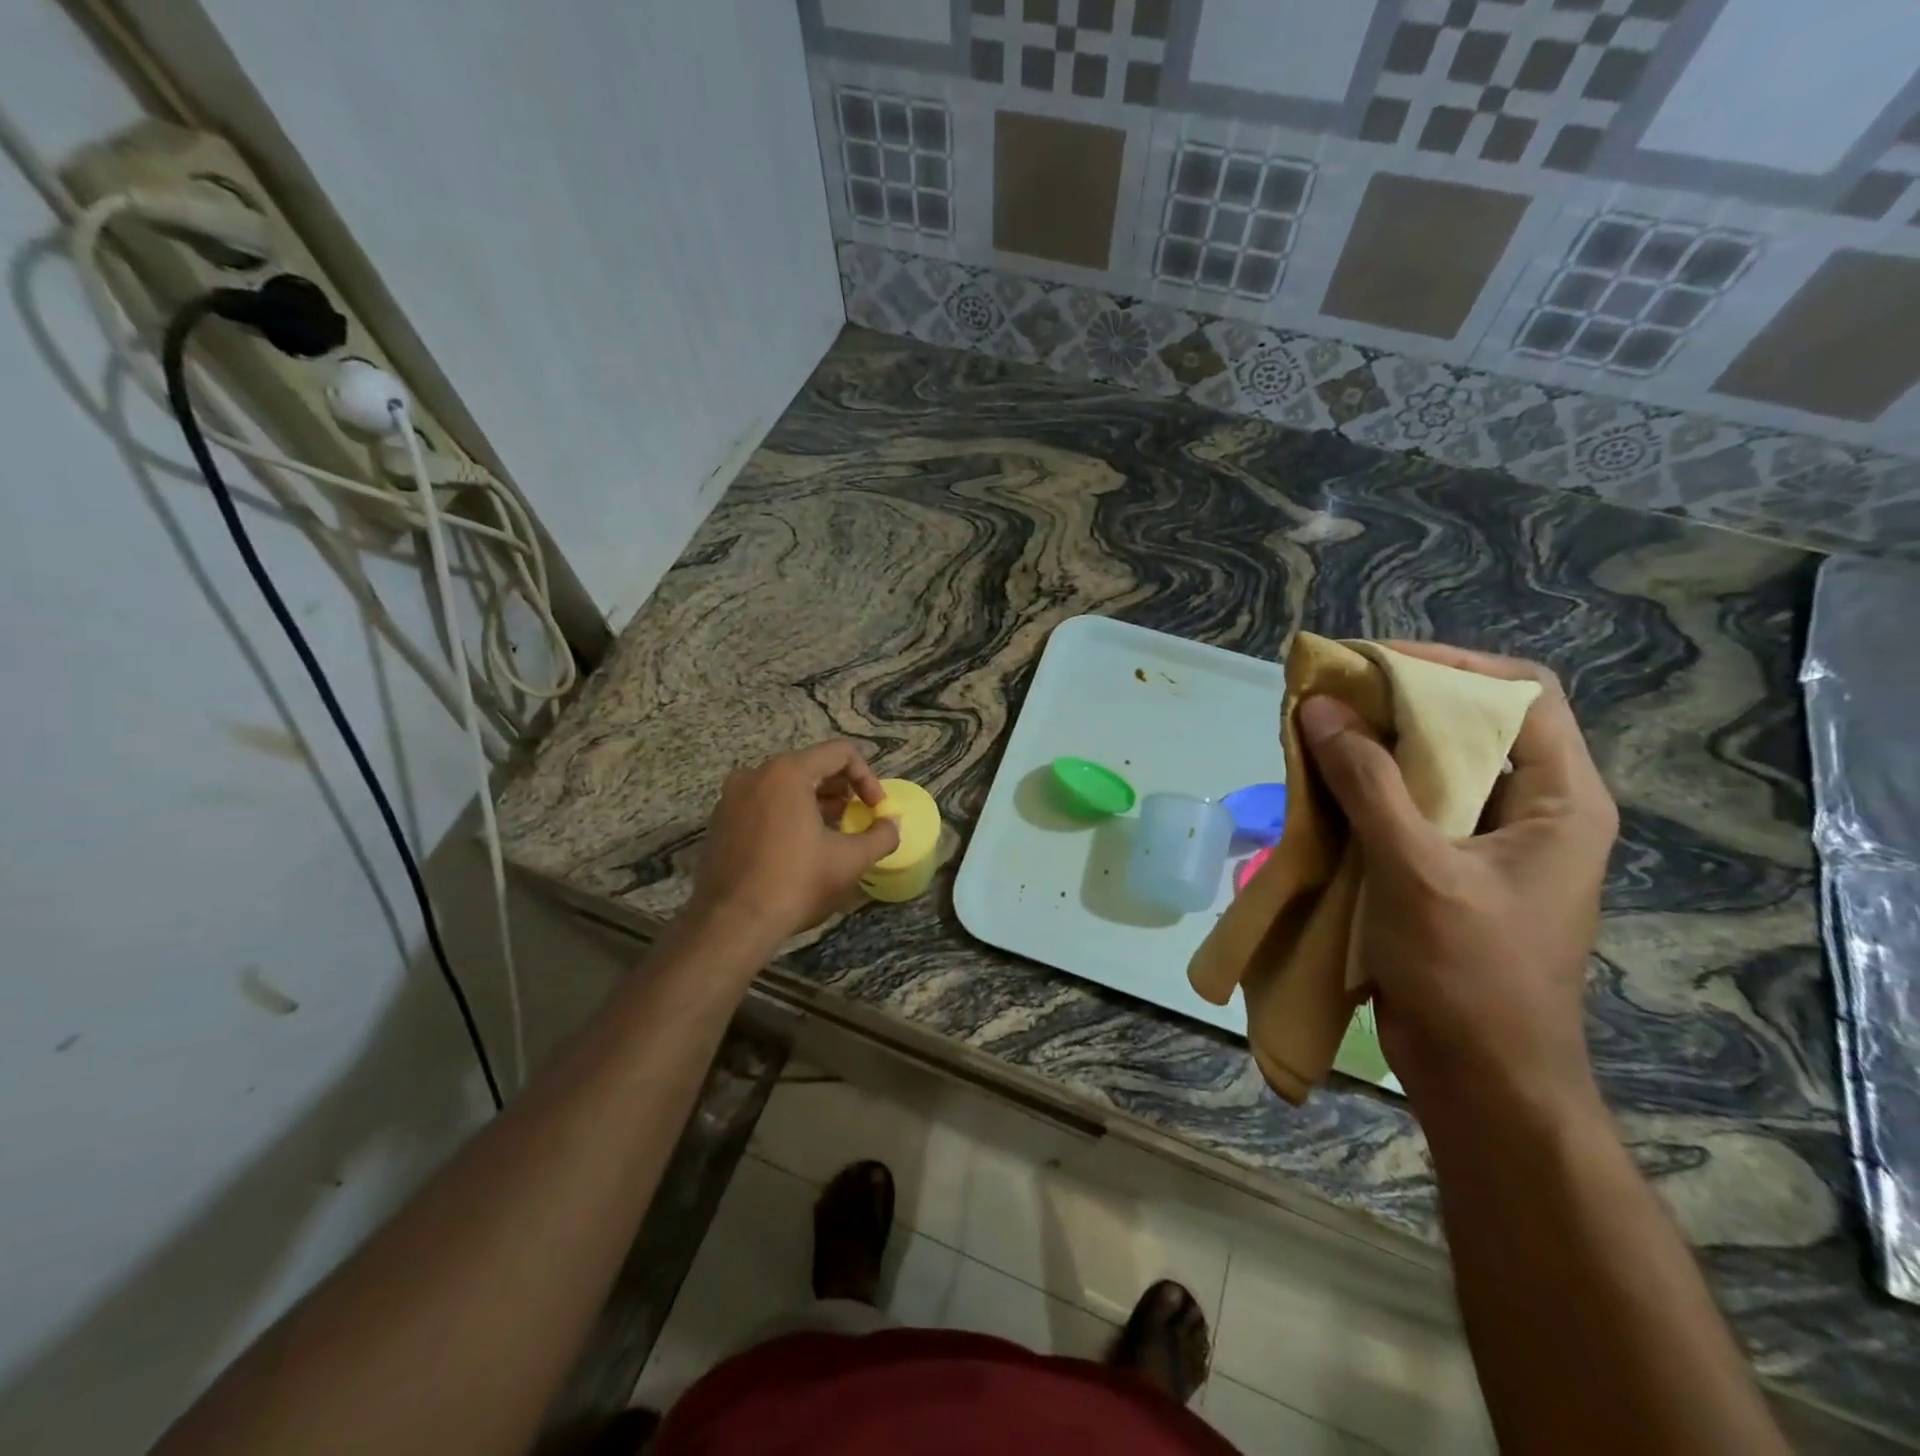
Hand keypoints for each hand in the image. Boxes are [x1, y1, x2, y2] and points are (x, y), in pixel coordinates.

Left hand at [687, 740, 901, 950]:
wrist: (731, 924)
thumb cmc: (796, 883)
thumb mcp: (850, 861)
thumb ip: (881, 836)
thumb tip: (891, 825)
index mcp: (788, 773)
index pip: (840, 753)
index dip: (867, 777)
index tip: (876, 808)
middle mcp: (755, 774)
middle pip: (811, 766)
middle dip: (841, 790)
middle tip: (856, 818)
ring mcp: (731, 797)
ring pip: (784, 786)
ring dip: (815, 802)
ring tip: (832, 833)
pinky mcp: (720, 822)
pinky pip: (762, 804)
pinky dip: (786, 815)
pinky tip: (798, 848)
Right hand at [1296, 644, 1617, 1122]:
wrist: (1480, 1078)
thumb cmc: (1469, 972)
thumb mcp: (1416, 868)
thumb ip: (1366, 783)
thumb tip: (1319, 707)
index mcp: (1560, 800)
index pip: (1520, 693)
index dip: (1449, 665)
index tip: (1372, 663)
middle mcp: (1532, 811)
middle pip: (1469, 726)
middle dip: (1397, 704)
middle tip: (1329, 695)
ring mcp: (1488, 843)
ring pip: (1431, 768)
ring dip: (1373, 747)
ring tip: (1314, 734)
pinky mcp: (1448, 870)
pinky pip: (1406, 809)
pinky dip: (1363, 791)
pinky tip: (1319, 788)